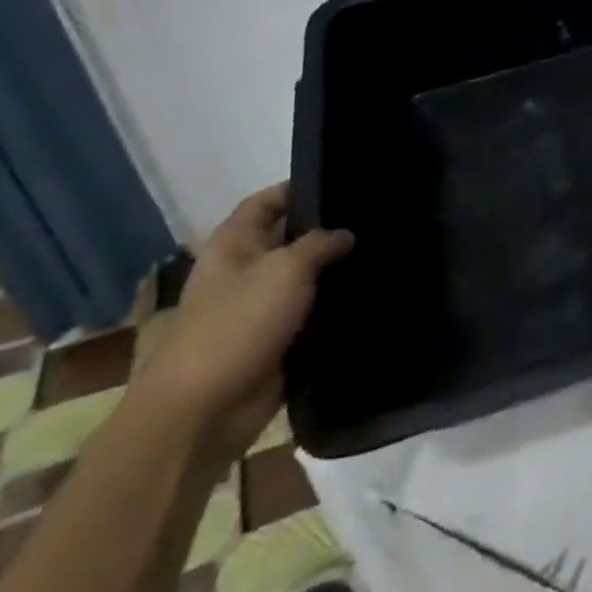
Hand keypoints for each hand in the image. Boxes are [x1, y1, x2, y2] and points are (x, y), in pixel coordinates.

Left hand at [132, 184, 352, 464]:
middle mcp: (247, 269)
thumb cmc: (237, 325)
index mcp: (234, 244)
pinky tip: (373, 290)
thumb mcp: (285, 269)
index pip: (270, 200)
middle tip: (378, 214)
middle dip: (329, 228)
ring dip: (337, 269)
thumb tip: (347, 234)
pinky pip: (314, 311)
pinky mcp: (279, 338)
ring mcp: (262, 306)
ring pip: (307, 276)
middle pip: (292, 237)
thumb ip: (321, 243)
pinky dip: (337, 304)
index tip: (347, 179)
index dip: (302, 186)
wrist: (205, 411)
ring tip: (386, 248)